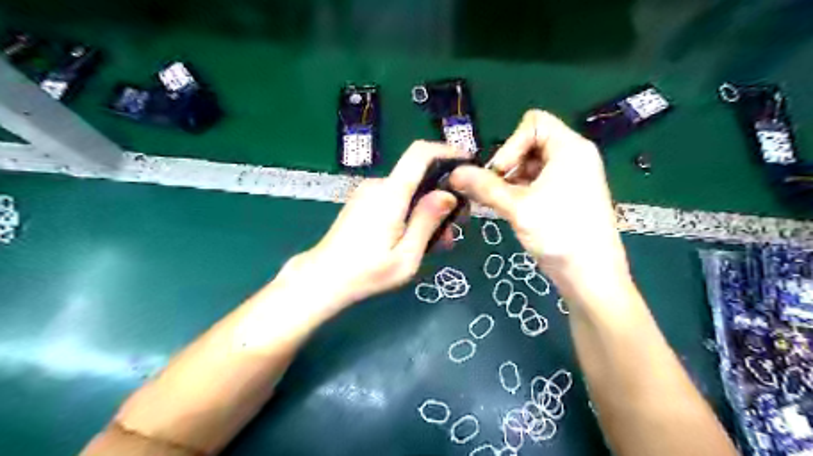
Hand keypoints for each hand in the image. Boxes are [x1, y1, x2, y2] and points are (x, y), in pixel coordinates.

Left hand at [289, 141, 459, 310]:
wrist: (322, 280)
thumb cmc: (366, 273)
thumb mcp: (406, 256)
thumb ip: (427, 222)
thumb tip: (447, 195)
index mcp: (390, 194)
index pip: (420, 153)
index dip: (446, 151)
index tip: (467, 164)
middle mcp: (378, 186)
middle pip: (418, 176)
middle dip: (442, 195)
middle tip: (456, 227)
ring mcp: (368, 193)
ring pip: (408, 191)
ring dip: (427, 210)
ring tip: (439, 242)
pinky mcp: (362, 203)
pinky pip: (395, 199)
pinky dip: (411, 213)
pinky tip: (416, 238)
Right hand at [451, 110, 627, 298]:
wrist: (591, 276)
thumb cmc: (559, 233)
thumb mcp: (517, 207)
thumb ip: (483, 186)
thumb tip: (454, 173)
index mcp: (569, 148)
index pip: (533, 123)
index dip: (511, 144)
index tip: (501, 174)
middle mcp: (573, 156)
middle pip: (530, 144)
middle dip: (508, 165)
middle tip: (496, 192)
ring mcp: (572, 177)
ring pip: (531, 166)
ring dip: (511, 182)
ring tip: (502, 205)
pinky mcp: (567, 196)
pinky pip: (538, 182)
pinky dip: (521, 192)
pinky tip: (512, 211)